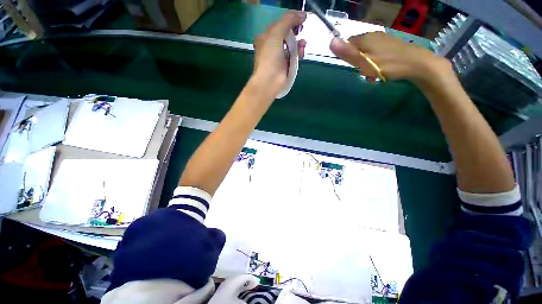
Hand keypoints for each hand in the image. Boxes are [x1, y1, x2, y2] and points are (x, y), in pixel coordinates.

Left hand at [252, 11, 306, 96]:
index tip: (301, 18)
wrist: (270, 81)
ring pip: (291, 46)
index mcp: (265, 38)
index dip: (290, 20)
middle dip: (295, 31)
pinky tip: (302, 52)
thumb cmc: (270, 56)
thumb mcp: (276, 33)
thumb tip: (302, 14)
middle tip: (302, 28)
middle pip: (286, 35)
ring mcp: (279, 58)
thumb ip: (288, 20)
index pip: (279, 25)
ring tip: (303, 43)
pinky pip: (294, 56)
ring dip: (299, 43)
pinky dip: (299, 53)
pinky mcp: (285, 67)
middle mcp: (272, 47)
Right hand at [330, 32, 452, 86]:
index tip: (354, 66)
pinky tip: (381, 68)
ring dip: (366, 61)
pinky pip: (377, 51)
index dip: (348, 55)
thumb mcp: (364, 61)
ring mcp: (384, 39)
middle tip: (363, 71)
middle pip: (358, 47)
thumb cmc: (388, 64)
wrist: (417, 64)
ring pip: (367, 50)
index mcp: (365, 38)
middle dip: (357, 59)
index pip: (348, 43)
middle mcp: (373, 35)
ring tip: (372, 72)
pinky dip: (375, 60)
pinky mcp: (392, 44)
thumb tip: (331, 42)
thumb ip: (348, 53)